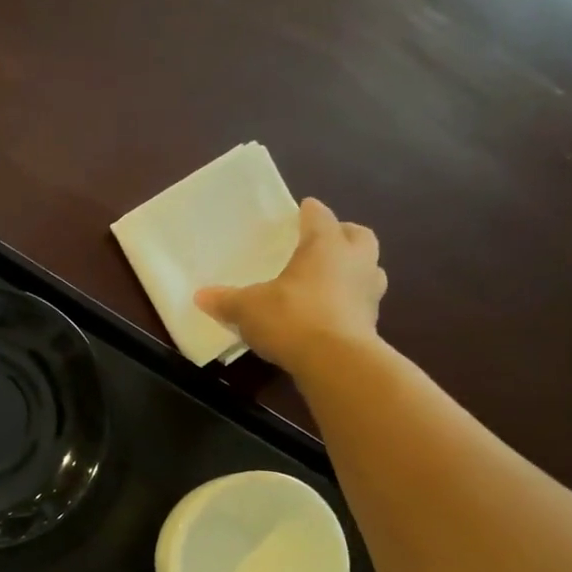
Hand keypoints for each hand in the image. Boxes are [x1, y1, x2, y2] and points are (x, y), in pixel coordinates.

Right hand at [196, 198, 386, 366]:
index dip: (309, 212)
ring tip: (330, 279)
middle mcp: (355, 261)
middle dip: (343, 235)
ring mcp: (369, 292)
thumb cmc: (292, 318)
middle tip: (324, 242)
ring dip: (353, 269)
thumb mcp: (248, 308)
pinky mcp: (372, 323)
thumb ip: (226, 300)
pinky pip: (361, 302)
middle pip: (358, 236)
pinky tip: (329, 313)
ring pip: (368, 269)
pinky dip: (348, 302)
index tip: (302, 210)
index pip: (320, 217)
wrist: (335, 362)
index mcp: (326, 245)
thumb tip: (200, 295)